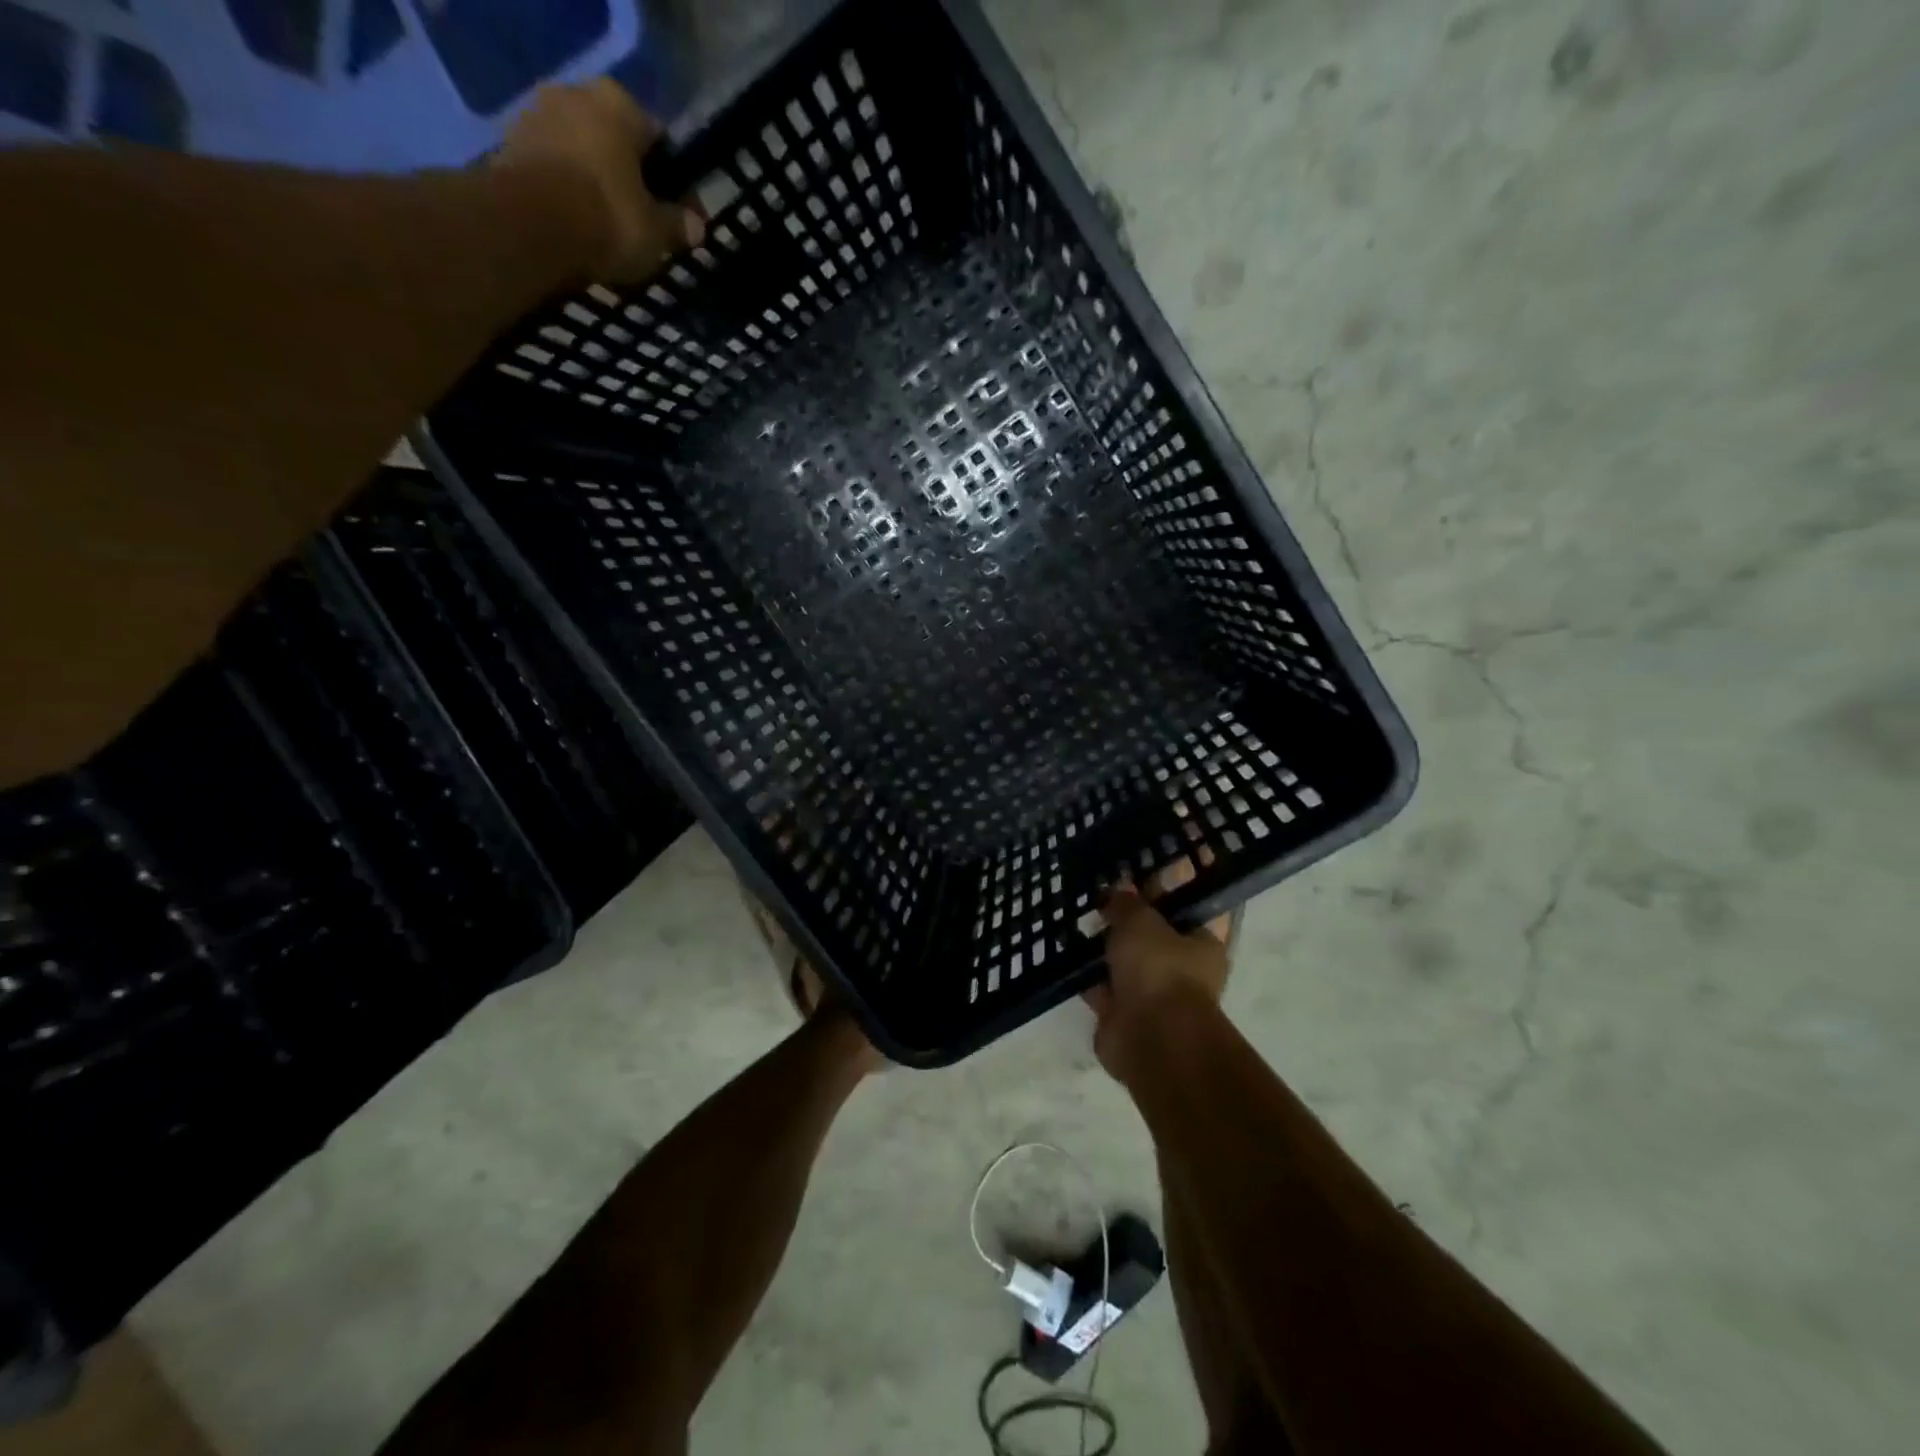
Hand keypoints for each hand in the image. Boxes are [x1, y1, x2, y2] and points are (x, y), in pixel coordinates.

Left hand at [495, 79, 702, 281]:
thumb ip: (678, 225)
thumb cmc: (607, 219)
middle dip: (632, 179)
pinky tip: (580, 225)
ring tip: (610, 229)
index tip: (684, 216)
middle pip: (616, 143)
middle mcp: (576, 94)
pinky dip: (569, 193)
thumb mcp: (657, 233)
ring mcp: (537, 115)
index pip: (660, 141)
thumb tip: (696, 226)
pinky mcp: (509, 144)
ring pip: (584, 154)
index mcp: (619, 104)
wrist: (529, 228)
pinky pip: (555, 170)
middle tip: (645, 222)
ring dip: (598, 185)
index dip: (677, 183)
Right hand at [1085, 860, 1232, 1079]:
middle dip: (1125, 917)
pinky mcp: (1122, 1013)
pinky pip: (1100, 984)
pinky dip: (1083, 973)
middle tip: (1098, 890)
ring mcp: (1151, 993)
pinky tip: (1062, 950)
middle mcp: (1181, 968)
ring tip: (1074, 916)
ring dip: (1101, 945)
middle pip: (1151, 933)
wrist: (1151, 1038)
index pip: (1185, 905)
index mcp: (1202, 942)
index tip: (1136, 869)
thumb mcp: (1141, 920)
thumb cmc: (1160, 969)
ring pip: (1122, 959)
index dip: (1163, 886)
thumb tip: (1116, 890)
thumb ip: (1126, 903)